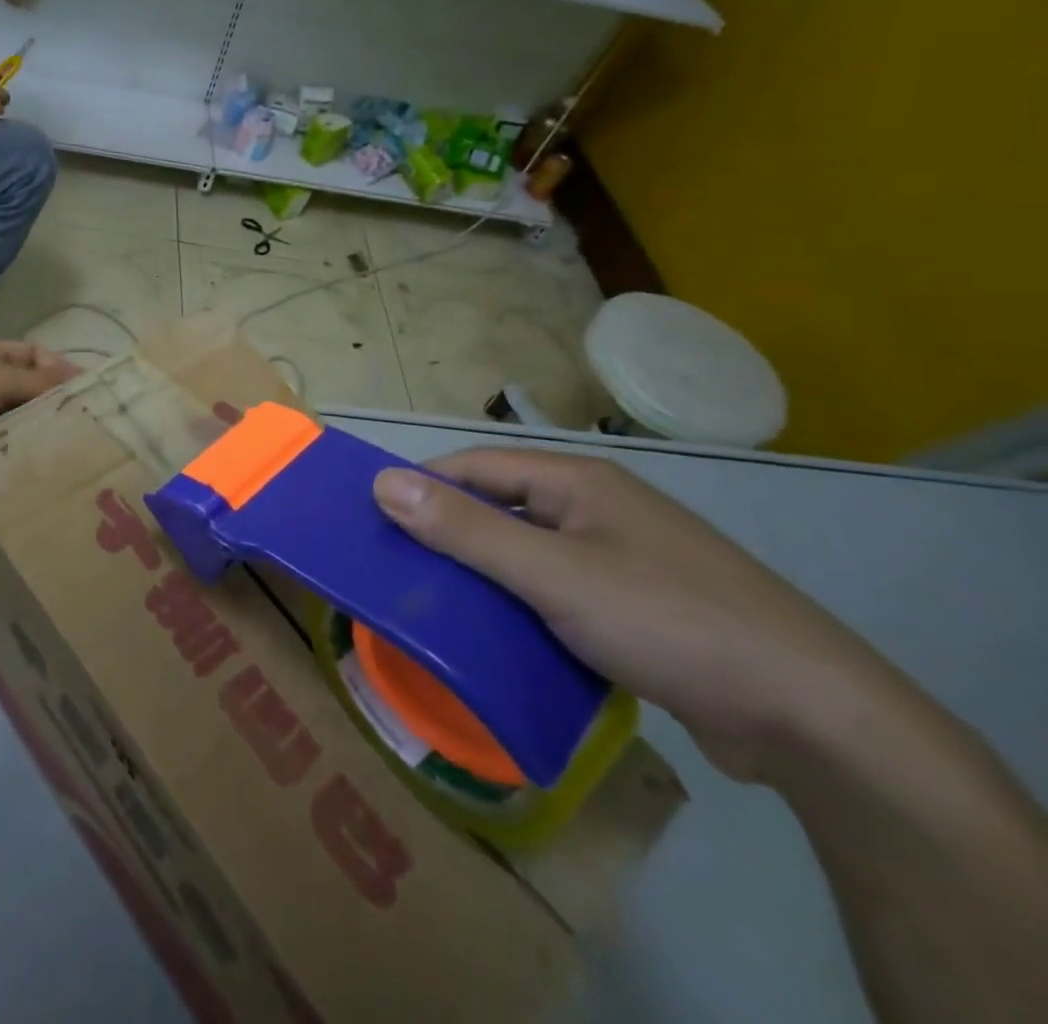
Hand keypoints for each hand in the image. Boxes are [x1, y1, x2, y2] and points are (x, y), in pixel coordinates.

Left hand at [0, 338, 76, 483]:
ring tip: (66, 451)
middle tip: (85, 428)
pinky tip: (34, 466)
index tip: (89, 393)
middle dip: (50, 405)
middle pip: (24, 389)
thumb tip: (78, 384)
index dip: (61, 369)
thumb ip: (39, 382)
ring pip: (10, 420)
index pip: (34, 355)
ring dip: (31, 432)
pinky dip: (11, 452)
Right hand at [373, 450, 886, 781]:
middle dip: (447, 535)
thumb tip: (382, 482)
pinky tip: (496, 638)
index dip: (422, 486)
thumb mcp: (552, 573)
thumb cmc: (667, 620)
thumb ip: (465, 529)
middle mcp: (597, 509)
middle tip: (396, 569)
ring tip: (432, 605)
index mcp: (578, 482)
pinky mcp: (637, 608)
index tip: (373, 521)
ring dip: (483, 576)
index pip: (475, 467)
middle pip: (499, 508)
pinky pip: (556, 592)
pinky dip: (521, 607)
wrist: (812, 719)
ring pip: (526, 554)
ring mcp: (621, 559)